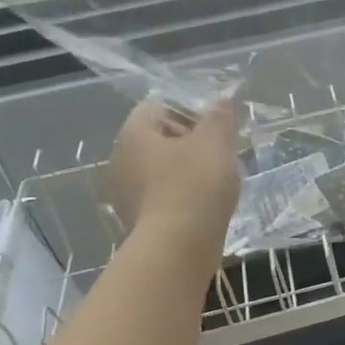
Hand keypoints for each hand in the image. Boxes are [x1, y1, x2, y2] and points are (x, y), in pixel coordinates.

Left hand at [104, 100, 240, 248]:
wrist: (179, 247)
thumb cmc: (195, 185)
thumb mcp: (215, 142)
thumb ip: (219, 116)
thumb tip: (222, 97)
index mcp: (134, 133)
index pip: (159, 106)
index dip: (190, 111)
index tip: (216, 129)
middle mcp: (122, 158)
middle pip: (160, 137)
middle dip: (191, 141)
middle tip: (222, 154)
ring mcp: (126, 191)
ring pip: (162, 168)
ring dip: (188, 170)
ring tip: (218, 181)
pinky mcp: (138, 218)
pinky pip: (163, 194)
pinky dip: (183, 195)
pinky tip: (206, 205)